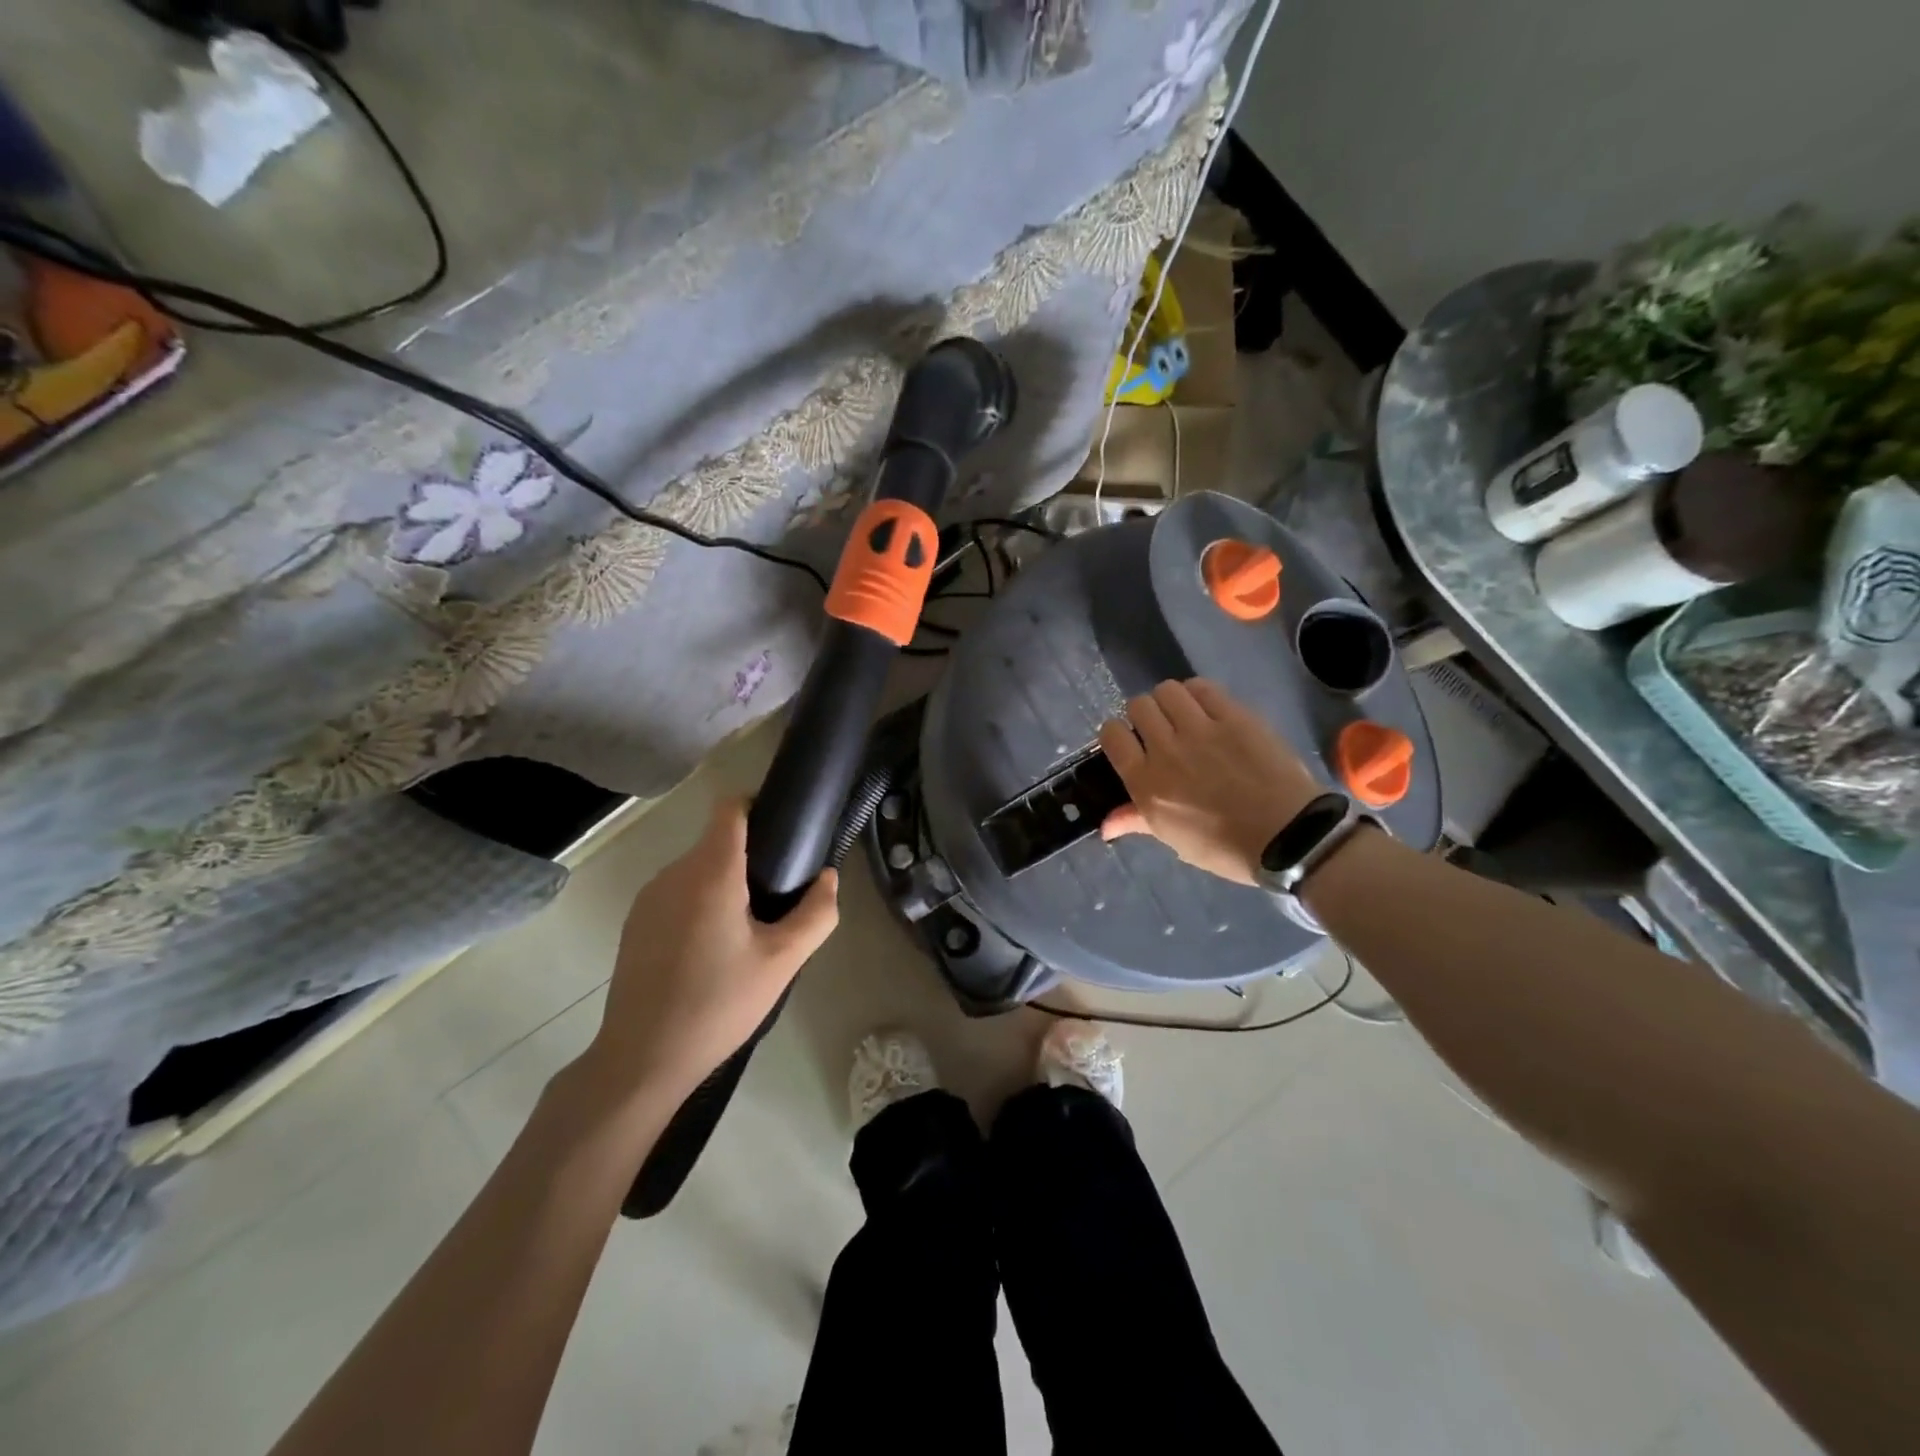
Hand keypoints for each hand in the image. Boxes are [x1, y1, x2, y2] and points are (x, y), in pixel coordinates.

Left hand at [578, 798, 838, 1103]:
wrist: (642, 1058)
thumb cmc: (719, 1004)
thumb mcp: (783, 961)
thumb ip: (816, 913)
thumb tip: (828, 877)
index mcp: (711, 873)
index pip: (730, 808)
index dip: (758, 807)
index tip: (784, 833)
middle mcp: (674, 873)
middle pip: (718, 842)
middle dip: (751, 859)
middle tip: (777, 902)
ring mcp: (649, 898)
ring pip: (697, 870)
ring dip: (725, 885)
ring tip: (746, 933)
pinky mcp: (636, 923)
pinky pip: (677, 894)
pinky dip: (700, 905)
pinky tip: (711, 953)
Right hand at [1099, 679, 1321, 885]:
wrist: (1288, 836)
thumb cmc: (1225, 847)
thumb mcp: (1174, 838)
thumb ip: (1136, 821)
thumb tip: (1104, 825)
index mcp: (1146, 782)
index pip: (1111, 735)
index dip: (1117, 734)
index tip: (1131, 743)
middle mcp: (1166, 749)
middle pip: (1138, 706)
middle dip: (1144, 715)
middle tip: (1161, 730)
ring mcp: (1201, 729)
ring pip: (1167, 690)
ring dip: (1170, 700)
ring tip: (1184, 715)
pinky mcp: (1234, 716)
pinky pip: (1202, 688)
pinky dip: (1198, 693)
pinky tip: (1207, 708)